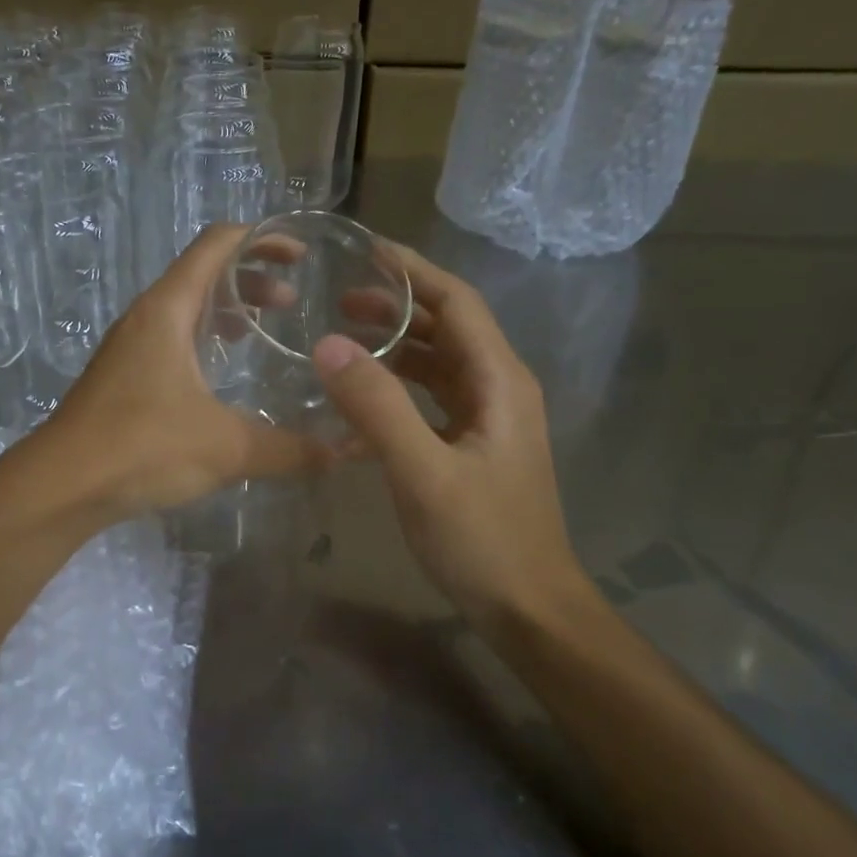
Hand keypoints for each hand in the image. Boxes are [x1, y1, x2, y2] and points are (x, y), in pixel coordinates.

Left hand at [36, 224, 331, 521]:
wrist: (61, 486)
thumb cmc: (142, 448)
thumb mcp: (227, 447)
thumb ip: (288, 449)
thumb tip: (339, 455)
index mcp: (167, 309)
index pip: (217, 244)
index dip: (261, 239)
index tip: (300, 255)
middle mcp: (145, 318)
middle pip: (202, 274)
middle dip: (251, 280)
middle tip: (291, 304)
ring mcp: (128, 348)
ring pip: (184, 310)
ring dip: (225, 312)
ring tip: (262, 333)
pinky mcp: (121, 379)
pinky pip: (170, 341)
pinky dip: (203, 342)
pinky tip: (221, 378)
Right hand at [314, 243, 594, 635]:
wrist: (527, 606)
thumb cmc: (482, 539)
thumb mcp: (423, 472)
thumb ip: (378, 407)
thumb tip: (328, 345)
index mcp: (499, 381)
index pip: (457, 303)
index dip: (414, 271)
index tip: (365, 250)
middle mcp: (498, 389)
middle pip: (448, 328)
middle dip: (398, 306)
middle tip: (339, 298)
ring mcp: (487, 420)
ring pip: (438, 365)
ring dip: (395, 347)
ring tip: (344, 339)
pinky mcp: (472, 447)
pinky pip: (432, 403)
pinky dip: (398, 393)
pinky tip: (359, 408)